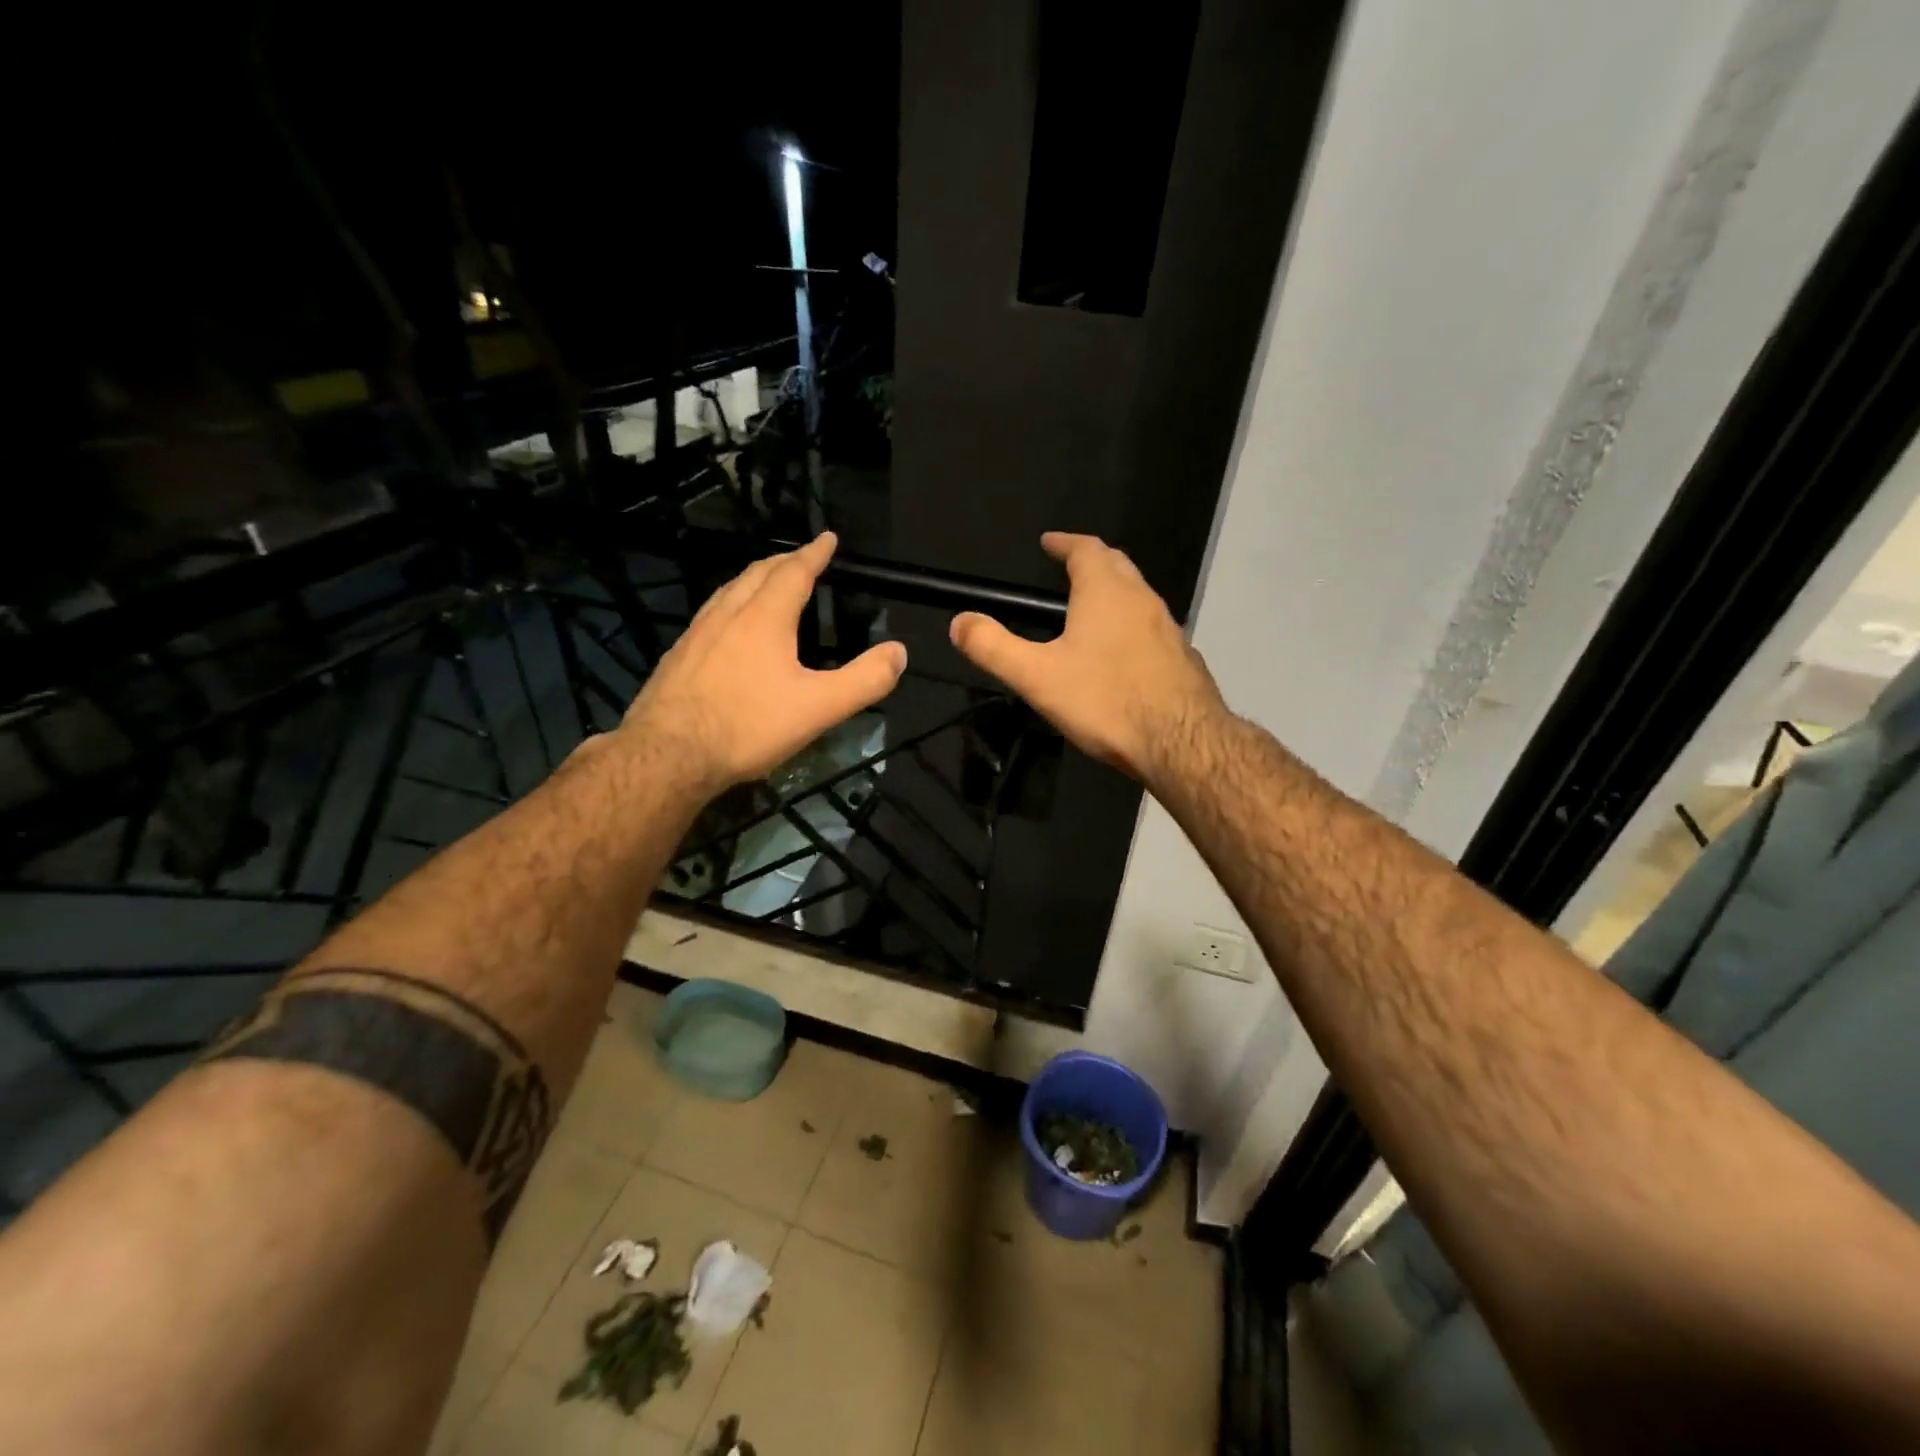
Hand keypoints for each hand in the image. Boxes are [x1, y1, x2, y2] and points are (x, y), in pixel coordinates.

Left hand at [623, 533, 906, 791]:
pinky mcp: (677, 658)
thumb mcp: (820, 707)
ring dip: (752, 580)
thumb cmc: (748, 726)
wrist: (667, 755)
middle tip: (801, 559)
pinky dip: (729, 606)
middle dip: (783, 562)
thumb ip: (864, 680)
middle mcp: (727, 615)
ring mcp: (696, 635)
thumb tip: (899, 653)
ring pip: (728, 592)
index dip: (814, 554)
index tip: (828, 538)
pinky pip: (709, 616)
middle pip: (756, 574)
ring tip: (765, 584)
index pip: (794, 572)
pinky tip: (727, 630)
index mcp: (764, 618)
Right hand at [949, 532, 1223, 782]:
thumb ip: (993, 647)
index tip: (1049, 543)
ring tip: (1089, 609)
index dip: (1064, 542)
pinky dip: (1131, 625)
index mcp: (1106, 591)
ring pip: (1137, 596)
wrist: (1181, 742)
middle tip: (1067, 568)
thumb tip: (958, 622)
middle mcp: (1142, 598)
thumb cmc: (1105, 700)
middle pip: (1116, 565)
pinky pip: (1151, 628)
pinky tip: (1121, 655)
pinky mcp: (1182, 658)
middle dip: (1091, 561)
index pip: (1085, 549)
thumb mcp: (1037, 676)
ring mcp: (1168, 628)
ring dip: (1113, 593)